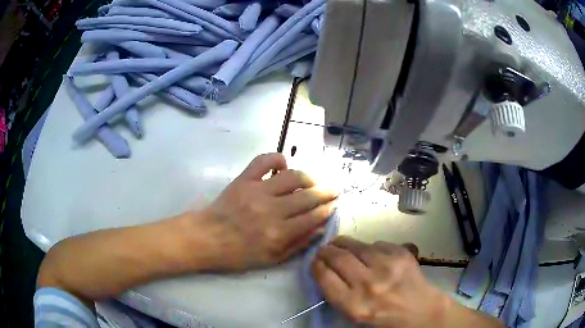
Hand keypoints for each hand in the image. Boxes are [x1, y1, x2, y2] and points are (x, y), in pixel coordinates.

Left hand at [192, 153, 337, 270]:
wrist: (207, 238)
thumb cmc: (239, 253)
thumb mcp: (271, 259)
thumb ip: (297, 245)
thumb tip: (320, 229)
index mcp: (278, 233)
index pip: (312, 217)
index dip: (326, 209)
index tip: (334, 205)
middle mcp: (271, 210)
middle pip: (307, 196)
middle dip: (325, 192)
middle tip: (333, 189)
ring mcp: (257, 191)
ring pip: (292, 177)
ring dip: (308, 176)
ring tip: (314, 180)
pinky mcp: (244, 179)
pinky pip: (263, 161)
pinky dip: (276, 158)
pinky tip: (283, 164)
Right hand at [311, 237, 446, 327]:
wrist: (421, 312)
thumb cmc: (385, 319)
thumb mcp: (355, 315)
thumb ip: (338, 294)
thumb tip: (326, 269)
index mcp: (353, 305)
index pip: (325, 277)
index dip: (316, 266)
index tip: (315, 262)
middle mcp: (368, 285)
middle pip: (338, 257)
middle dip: (326, 251)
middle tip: (324, 250)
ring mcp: (387, 266)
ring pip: (356, 245)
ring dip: (343, 243)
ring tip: (340, 244)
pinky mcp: (401, 254)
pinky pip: (376, 244)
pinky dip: (369, 247)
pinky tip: (369, 253)